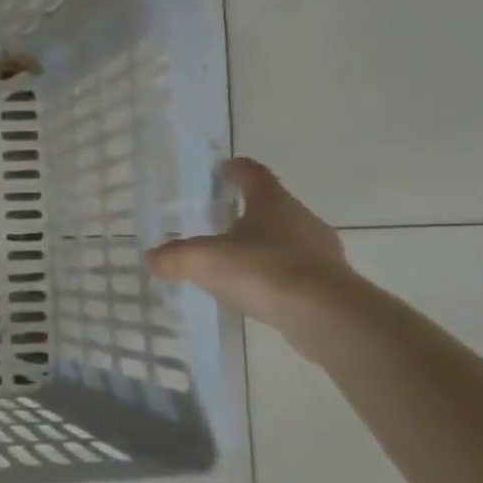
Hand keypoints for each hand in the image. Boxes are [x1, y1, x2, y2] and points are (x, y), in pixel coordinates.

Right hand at [147, 158, 357, 344]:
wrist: (324, 314)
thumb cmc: (263, 270)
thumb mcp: (205, 261)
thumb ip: (176, 257)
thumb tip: (153, 257)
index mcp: (273, 202)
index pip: (254, 175)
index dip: (236, 169)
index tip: (223, 168)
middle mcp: (301, 219)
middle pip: (273, 207)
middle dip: (248, 211)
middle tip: (222, 220)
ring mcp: (320, 251)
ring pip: (286, 240)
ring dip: (263, 246)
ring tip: (237, 261)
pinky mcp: (329, 283)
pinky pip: (295, 271)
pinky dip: (275, 275)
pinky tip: (258, 291)